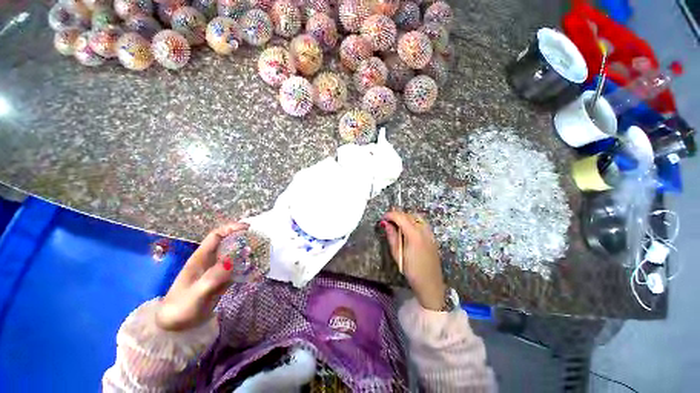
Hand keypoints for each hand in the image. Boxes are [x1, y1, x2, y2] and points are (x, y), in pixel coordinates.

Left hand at [155, 222, 249, 330]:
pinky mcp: (222, 281)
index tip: (248, 228)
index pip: (216, 235)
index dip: (231, 228)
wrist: (176, 327)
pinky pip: (236, 269)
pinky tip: (255, 269)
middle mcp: (210, 261)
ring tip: (259, 254)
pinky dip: (246, 267)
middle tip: (258, 241)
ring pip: (234, 255)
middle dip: (242, 239)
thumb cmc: (181, 307)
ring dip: (246, 253)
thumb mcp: (197, 292)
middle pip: (228, 243)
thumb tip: (233, 260)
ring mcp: (216, 271)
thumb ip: (214, 276)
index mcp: (200, 258)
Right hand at [382, 212, 446, 310]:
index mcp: (414, 234)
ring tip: (397, 224)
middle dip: (397, 215)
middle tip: (388, 222)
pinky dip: (413, 221)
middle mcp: (423, 230)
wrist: (430, 284)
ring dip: (406, 217)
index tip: (383, 218)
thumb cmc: (411, 271)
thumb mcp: (397, 254)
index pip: (401, 217)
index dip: (390, 215)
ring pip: (416, 217)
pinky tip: (408, 229)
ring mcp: (429, 233)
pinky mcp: (432, 237)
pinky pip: (422, 223)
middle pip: (409, 215)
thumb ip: (392, 236)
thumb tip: (386, 224)